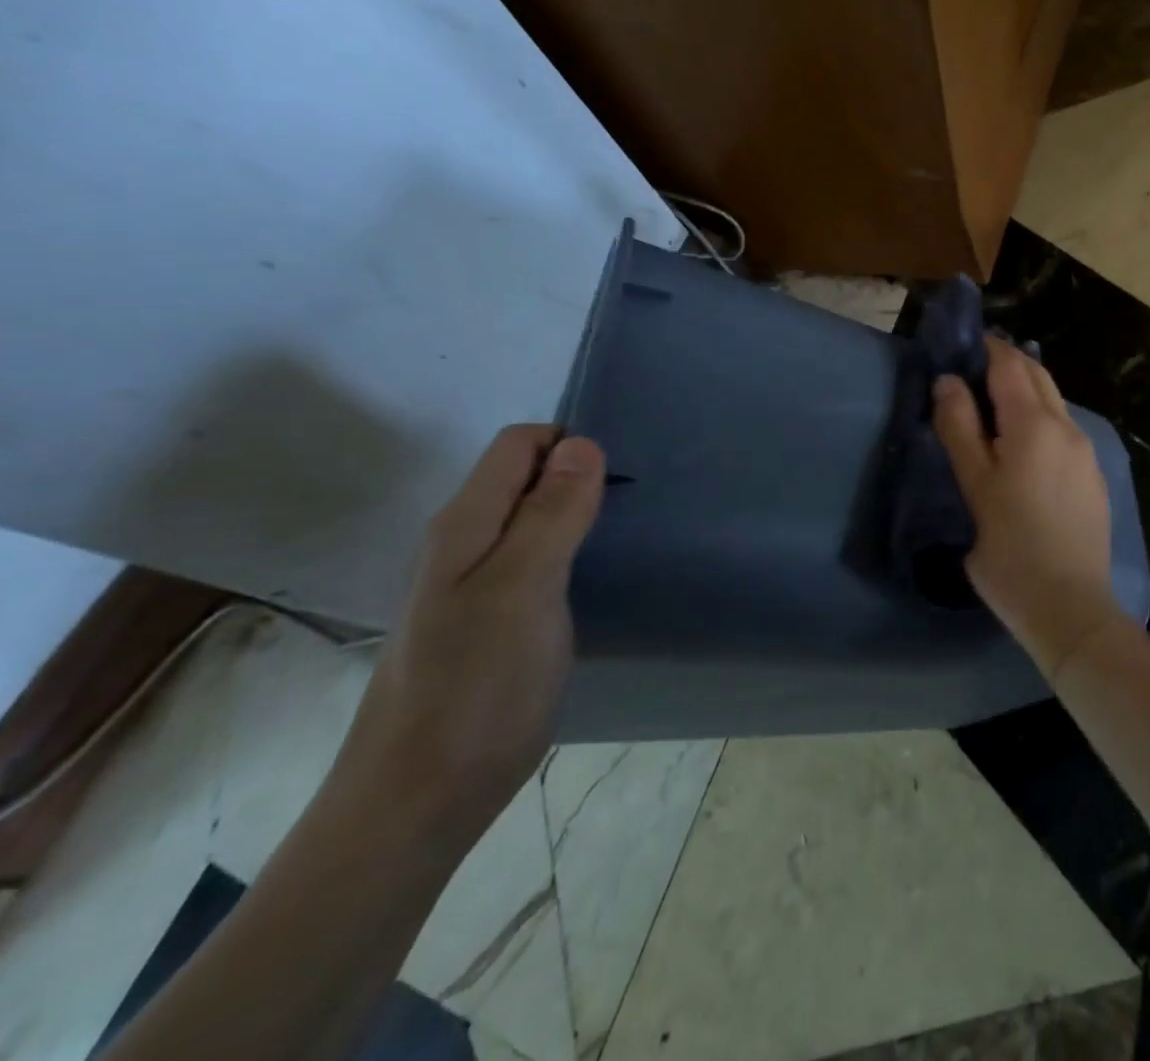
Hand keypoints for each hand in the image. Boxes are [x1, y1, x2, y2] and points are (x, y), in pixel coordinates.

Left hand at [333, 425, 603, 850]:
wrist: (416, 806)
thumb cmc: (476, 689)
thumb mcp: (523, 588)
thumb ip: (551, 513)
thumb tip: (582, 443)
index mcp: (466, 524)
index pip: (520, 444)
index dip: (572, 444)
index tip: (621, 476)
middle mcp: (465, 543)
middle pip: (527, 478)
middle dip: (582, 476)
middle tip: (634, 507)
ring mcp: (475, 586)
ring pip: (534, 520)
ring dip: (579, 514)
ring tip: (627, 536)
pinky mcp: (492, 622)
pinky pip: (536, 561)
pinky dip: (571, 553)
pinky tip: (597, 579)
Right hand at [933, 338, 1121, 680]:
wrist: (1069, 606)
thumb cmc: (1009, 547)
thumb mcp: (974, 486)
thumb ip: (959, 428)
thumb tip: (948, 381)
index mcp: (1034, 424)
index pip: (1010, 365)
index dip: (987, 348)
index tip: (962, 345)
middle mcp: (1067, 427)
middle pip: (1038, 376)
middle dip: (1008, 363)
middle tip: (972, 368)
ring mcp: (1086, 452)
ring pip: (1054, 402)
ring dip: (1026, 390)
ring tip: (992, 403)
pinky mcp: (1093, 476)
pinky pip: (1064, 429)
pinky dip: (1041, 417)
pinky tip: (1023, 442)